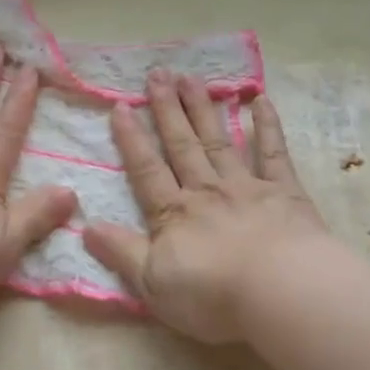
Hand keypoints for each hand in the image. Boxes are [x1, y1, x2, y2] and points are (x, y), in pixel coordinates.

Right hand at [85, 70, 328, 343]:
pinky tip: (260, 100)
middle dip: (167, 110)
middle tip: (157, 74)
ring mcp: (246, 187)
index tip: (120, 106)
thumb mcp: (152, 283)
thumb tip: (86, 227)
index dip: (131, 139)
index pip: (146, 170)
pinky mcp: (284, 192)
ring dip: (203, 109)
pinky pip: (273, 152)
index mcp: (173, 214)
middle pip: (182, 145)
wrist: (280, 292)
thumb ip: (120, 252)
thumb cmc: (211, 294)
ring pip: (218, 140)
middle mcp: (205, 190)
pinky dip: (267, 125)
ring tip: (191, 77)